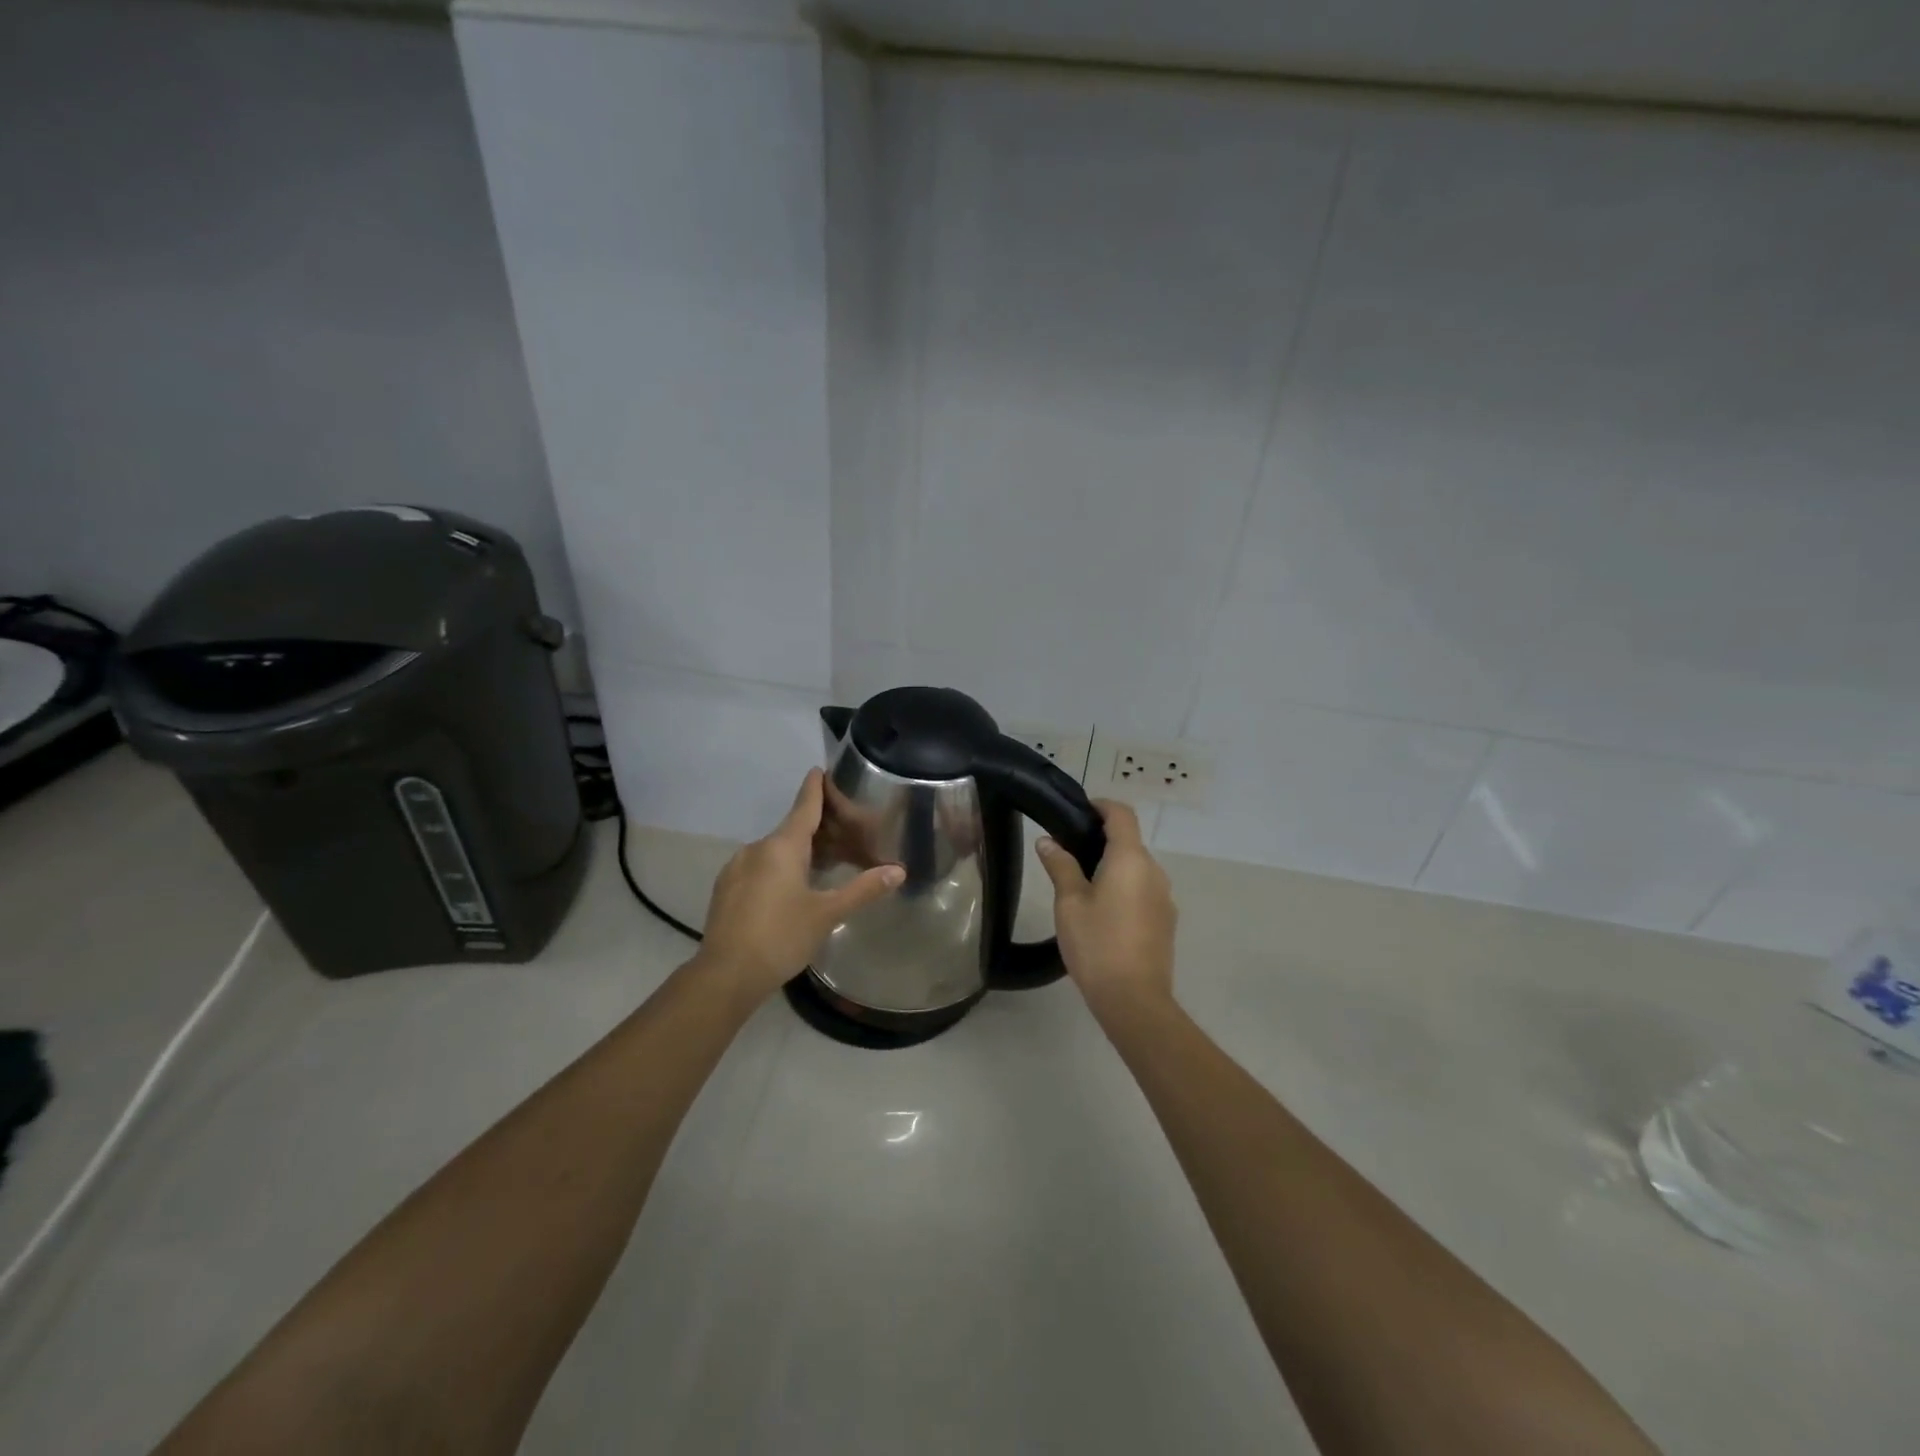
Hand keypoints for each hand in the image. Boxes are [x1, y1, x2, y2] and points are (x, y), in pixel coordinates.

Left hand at [695, 769, 903, 1004]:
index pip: (804, 806)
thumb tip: (899, 870)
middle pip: (792, 829)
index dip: (815, 788)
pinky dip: (779, 868)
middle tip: (844, 832)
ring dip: (798, 851)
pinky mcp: (726, 888)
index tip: (820, 769)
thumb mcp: (827, 914)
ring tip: (823, 864)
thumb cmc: (781, 937)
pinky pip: (759, 867)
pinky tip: (791, 889)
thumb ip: (863, 889)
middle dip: (817, 828)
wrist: (725, 975)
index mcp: (782, 847)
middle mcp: (756, 848)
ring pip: (774, 850)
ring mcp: (737, 868)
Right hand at [1035, 801, 1175, 1017]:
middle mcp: (1154, 871)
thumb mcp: (1069, 903)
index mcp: (1130, 859)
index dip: (1101, 806)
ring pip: (1137, 868)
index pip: (1122, 814)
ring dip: (1113, 866)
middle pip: (1130, 841)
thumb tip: (1047, 842)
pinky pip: (1144, 890)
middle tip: (1069, 852)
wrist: (1135, 999)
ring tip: (1082, 884)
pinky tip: (1103, 912)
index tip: (1078, 811)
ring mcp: (1164, 897)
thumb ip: (1060, 866)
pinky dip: (1125, 888)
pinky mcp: (1166, 920)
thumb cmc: (1097, 944)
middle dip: (1102, 839)